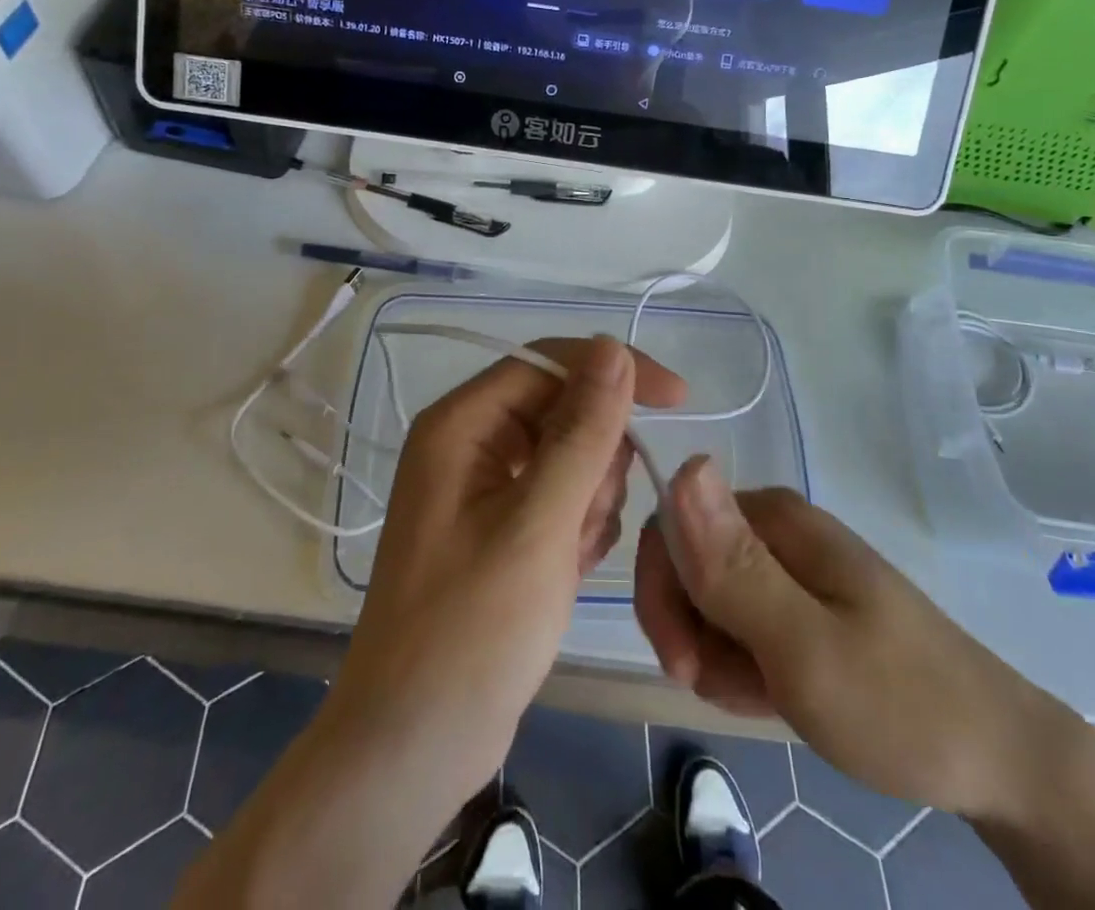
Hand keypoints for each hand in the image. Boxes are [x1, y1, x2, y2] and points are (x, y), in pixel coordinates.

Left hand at [328, 335, 687, 806]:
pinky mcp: (500, 526)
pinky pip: (561, 497)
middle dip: (595, 461)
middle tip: (585, 524)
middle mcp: (469, 442)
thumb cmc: (472, 630)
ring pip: (570, 456)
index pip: (550, 362)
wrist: (414, 745)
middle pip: (563, 410)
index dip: (615, 372)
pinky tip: (568, 572)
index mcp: (462, 423)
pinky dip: (578, 528)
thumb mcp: (539, 524)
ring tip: (571, 557)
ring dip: (589, 501)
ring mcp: (484, 486)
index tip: (679, 399)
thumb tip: (614, 348)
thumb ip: (582, 432)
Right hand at [634, 458, 1081, 823]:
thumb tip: (683, 464)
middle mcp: (776, 528)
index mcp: (772, 516)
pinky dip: (743, 667)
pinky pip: (740, 626)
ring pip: (709, 602)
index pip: (671, 525)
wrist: (1000, 763)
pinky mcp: (802, 604)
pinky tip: (776, 696)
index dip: (661, 592)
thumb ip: (734, 567)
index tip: (682, 663)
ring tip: (766, 696)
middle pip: (687, 563)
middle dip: (691, 631)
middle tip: (725, 688)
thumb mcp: (804, 646)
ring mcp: (790, 568)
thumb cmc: (900, 704)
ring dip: (717, 657)